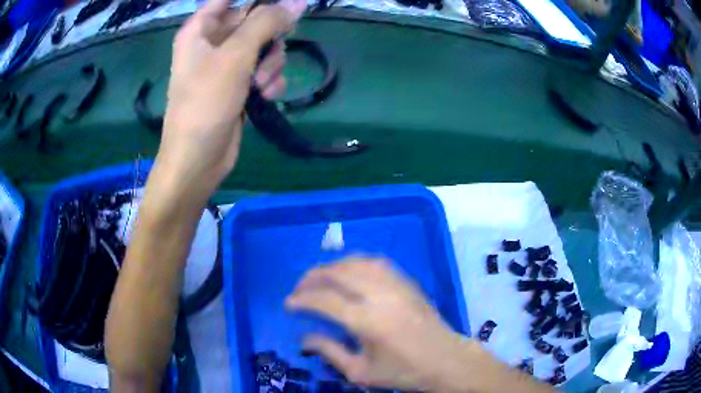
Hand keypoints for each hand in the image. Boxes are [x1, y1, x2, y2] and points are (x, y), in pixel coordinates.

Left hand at [154, 0, 305, 204]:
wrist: (198, 160)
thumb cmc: (205, 103)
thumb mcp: (235, 56)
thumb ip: (267, 23)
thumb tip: (298, 2)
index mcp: (201, 29)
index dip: (258, 1)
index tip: (281, 8)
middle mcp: (213, 42)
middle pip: (254, 20)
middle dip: (269, 36)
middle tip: (269, 51)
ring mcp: (227, 64)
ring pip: (264, 46)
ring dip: (271, 63)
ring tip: (260, 83)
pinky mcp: (238, 85)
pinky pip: (264, 69)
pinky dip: (268, 81)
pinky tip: (265, 96)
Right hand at [285, 257, 479, 391]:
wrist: (445, 360)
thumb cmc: (404, 372)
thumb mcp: (361, 373)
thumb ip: (329, 352)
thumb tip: (303, 338)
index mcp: (367, 321)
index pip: (324, 300)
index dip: (301, 299)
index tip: (289, 304)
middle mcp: (380, 295)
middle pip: (338, 272)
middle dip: (311, 277)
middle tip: (299, 289)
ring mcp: (396, 284)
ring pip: (357, 261)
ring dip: (333, 266)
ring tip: (320, 279)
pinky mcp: (407, 282)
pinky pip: (376, 262)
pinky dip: (355, 263)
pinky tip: (349, 273)